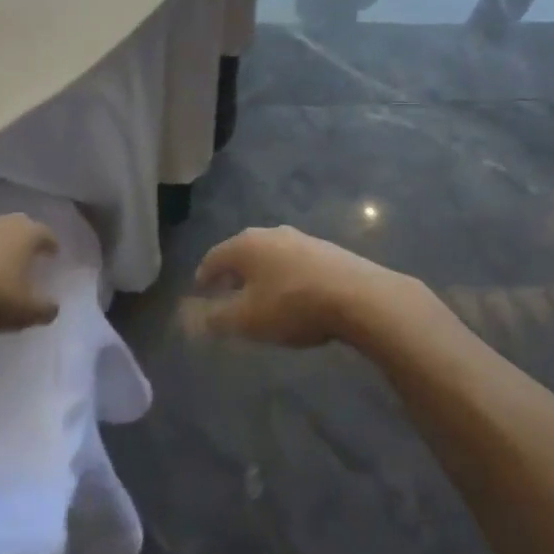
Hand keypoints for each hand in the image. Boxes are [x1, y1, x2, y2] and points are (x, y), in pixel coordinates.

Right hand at [193, 226, 411, 347]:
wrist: (359, 296)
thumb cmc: (292, 305)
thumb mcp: (247, 319)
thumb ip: (216, 318)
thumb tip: (193, 317)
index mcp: (245, 245)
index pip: (213, 257)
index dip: (204, 276)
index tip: (200, 292)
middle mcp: (270, 233)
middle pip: (242, 252)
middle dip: (233, 273)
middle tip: (227, 294)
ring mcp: (302, 238)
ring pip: (270, 255)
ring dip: (261, 274)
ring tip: (261, 296)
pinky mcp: (327, 250)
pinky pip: (295, 262)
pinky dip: (285, 276)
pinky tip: (293, 295)